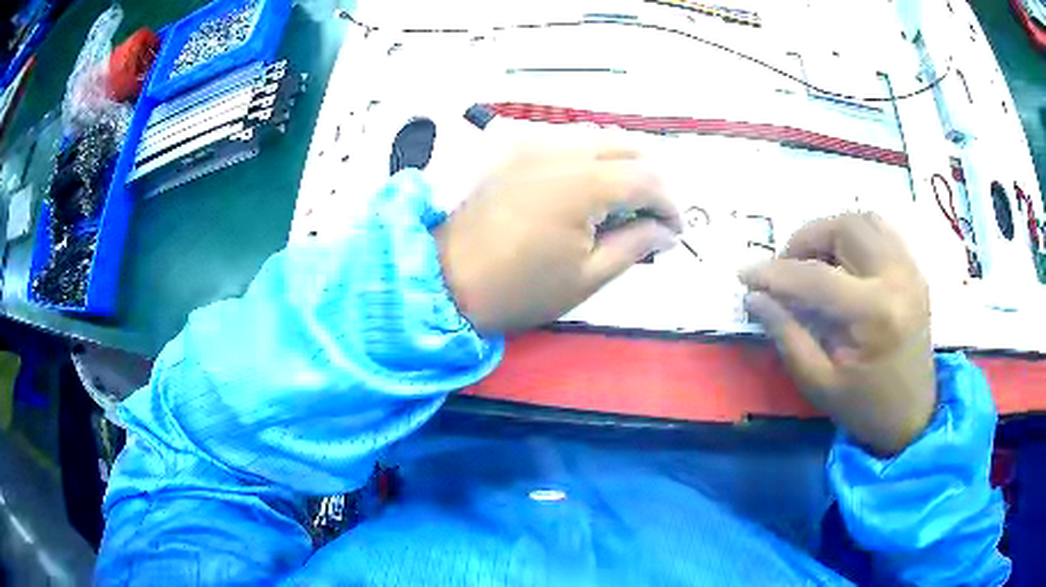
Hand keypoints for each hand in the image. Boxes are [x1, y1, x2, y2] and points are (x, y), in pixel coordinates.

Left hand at [434, 145, 680, 333]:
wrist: (446, 280)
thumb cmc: (519, 289)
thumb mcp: (587, 277)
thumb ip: (636, 245)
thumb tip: (666, 231)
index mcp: (583, 183)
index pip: (648, 179)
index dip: (671, 205)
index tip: (675, 233)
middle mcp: (562, 151)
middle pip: (629, 148)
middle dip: (652, 182)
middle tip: (653, 219)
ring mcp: (535, 146)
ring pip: (600, 139)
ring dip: (624, 166)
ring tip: (624, 207)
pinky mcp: (517, 152)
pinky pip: (569, 143)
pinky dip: (593, 160)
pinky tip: (590, 191)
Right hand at [740, 213, 935, 456]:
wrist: (913, 416)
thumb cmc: (865, 408)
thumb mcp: (819, 383)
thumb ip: (786, 335)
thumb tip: (755, 297)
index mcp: (874, 314)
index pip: (815, 277)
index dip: (774, 273)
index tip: (745, 275)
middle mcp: (896, 279)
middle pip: (844, 229)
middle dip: (805, 240)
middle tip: (785, 267)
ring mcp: (910, 270)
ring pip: (864, 220)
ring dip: (831, 231)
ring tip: (813, 260)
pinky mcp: (915, 270)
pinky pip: (882, 230)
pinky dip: (855, 234)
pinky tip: (843, 258)